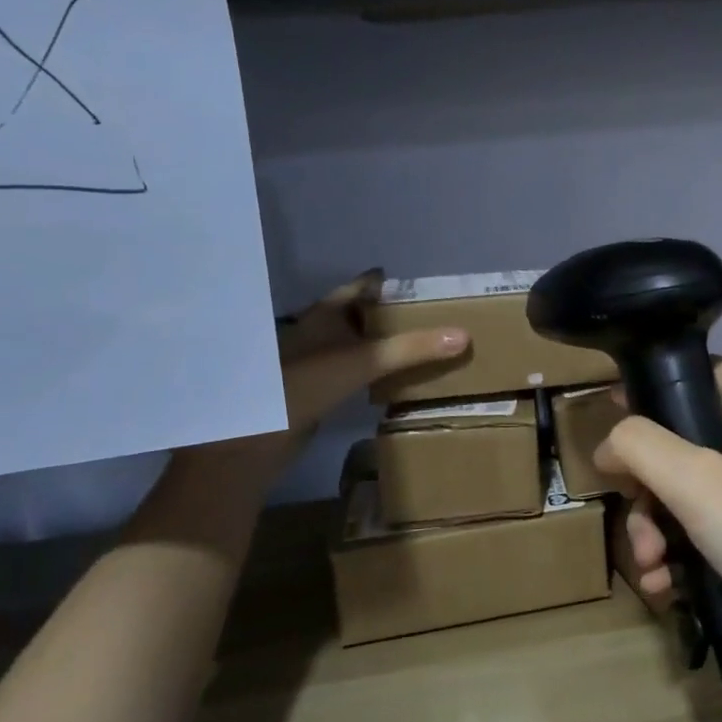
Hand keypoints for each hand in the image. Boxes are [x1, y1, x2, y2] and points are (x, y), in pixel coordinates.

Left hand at [277, 270, 468, 433]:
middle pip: (362, 313)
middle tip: (433, 317)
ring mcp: (315, 360)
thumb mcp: (365, 361)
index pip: (364, 286)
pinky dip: (375, 367)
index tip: (426, 288)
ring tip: (422, 344)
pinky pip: (354, 367)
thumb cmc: (306, 384)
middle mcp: (319, 330)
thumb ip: (413, 348)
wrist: (258, 438)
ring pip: (357, 341)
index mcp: (325, 313)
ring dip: (384, 342)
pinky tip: (395, 376)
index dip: (393, 284)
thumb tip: (464, 335)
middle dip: (393, 314)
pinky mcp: (317, 387)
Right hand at [595, 363, 721, 687]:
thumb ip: (641, 446)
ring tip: (650, 565)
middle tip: (631, 507)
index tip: (612, 408)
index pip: (703, 371)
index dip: (657, 382)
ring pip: (681, 497)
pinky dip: (674, 560)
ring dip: (653, 530)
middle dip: (644, 483)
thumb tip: (608, 444)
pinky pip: (697, 539)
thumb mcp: (697, 481)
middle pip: (680, 442)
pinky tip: (664, 589)